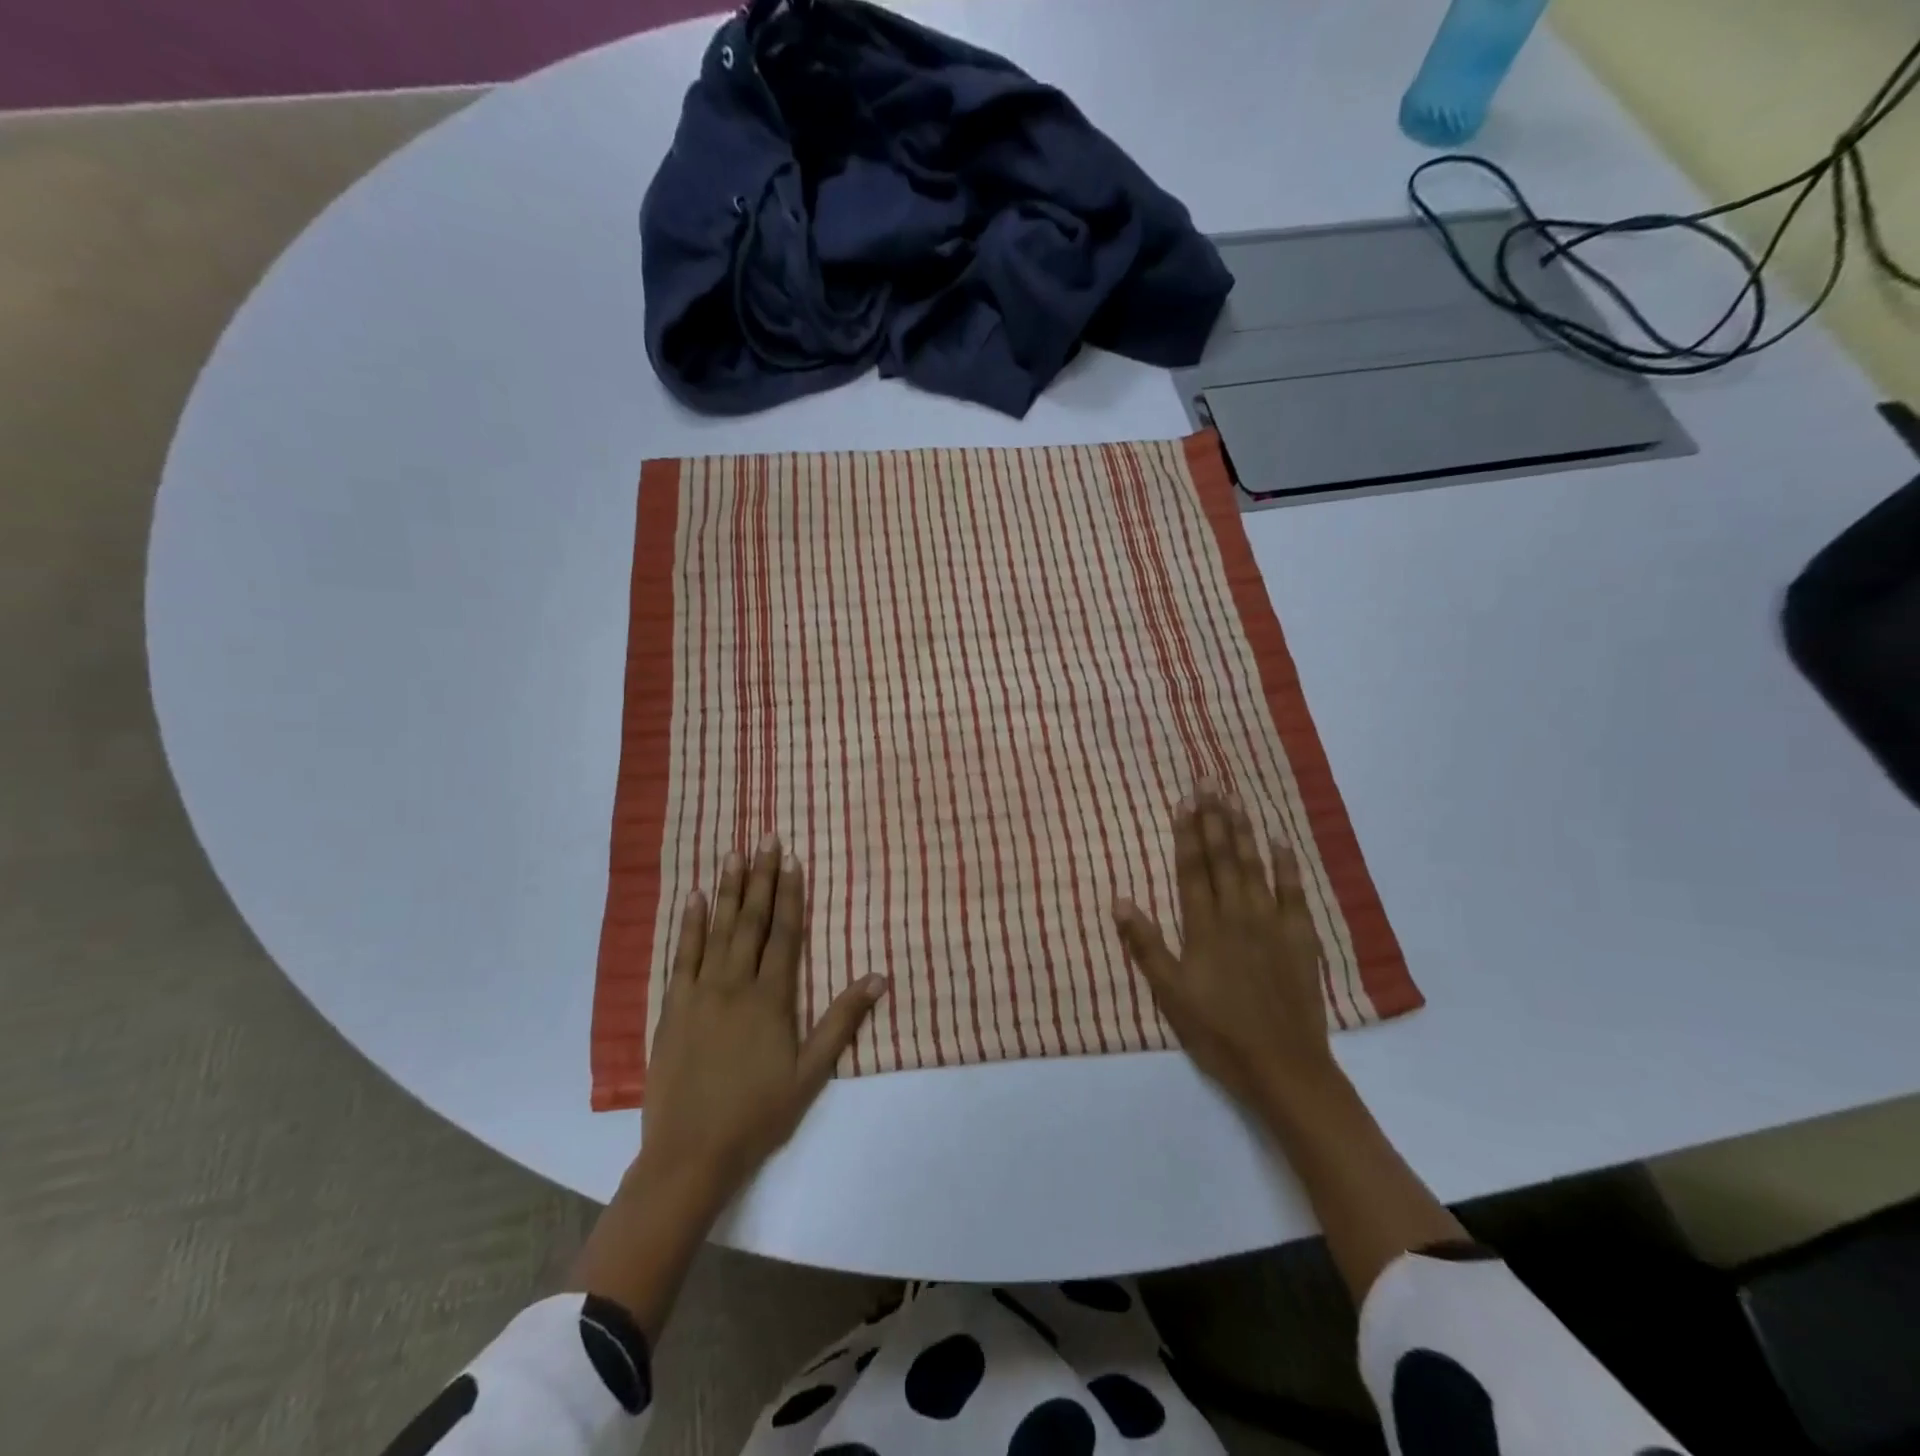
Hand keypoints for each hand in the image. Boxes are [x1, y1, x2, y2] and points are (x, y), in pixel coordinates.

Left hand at [638, 835, 888, 1205]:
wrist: (691, 1153)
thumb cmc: (759, 1113)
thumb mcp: (811, 1072)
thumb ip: (842, 1020)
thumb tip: (878, 977)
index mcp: (772, 998)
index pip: (785, 934)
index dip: (791, 894)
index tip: (793, 860)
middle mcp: (735, 984)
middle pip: (752, 921)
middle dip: (761, 878)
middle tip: (766, 840)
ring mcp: (700, 993)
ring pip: (718, 930)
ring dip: (729, 890)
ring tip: (735, 854)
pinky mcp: (672, 1008)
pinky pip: (682, 956)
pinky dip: (690, 925)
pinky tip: (696, 899)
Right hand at [1113, 788, 1339, 1114]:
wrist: (1282, 1065)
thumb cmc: (1217, 1031)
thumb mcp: (1169, 994)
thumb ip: (1145, 945)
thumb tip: (1119, 900)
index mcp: (1203, 927)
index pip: (1193, 869)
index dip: (1188, 833)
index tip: (1185, 800)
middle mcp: (1237, 915)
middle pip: (1224, 858)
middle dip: (1214, 818)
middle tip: (1209, 781)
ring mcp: (1271, 924)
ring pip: (1255, 866)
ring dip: (1244, 831)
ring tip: (1236, 798)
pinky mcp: (1300, 938)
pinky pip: (1293, 892)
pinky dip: (1287, 864)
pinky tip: (1280, 840)